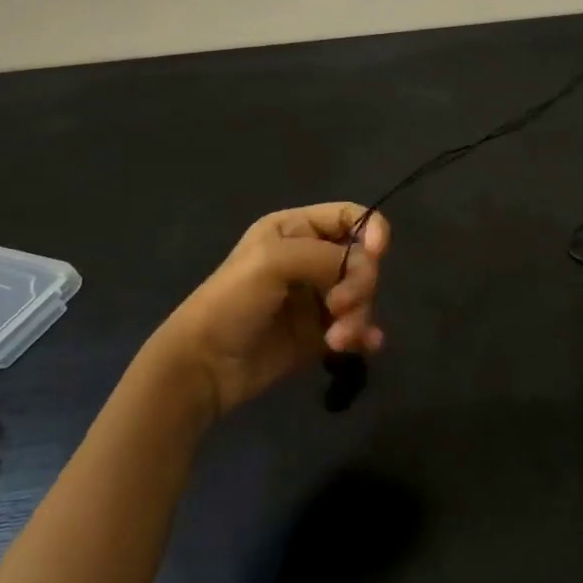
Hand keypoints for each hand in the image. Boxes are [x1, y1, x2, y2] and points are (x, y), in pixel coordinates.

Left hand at [149, 202, 388, 418]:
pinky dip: (365, 334)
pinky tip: (365, 346)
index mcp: (296, 230)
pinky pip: (357, 326)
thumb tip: (362, 267)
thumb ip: (324, 255)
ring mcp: (317, 297)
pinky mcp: (321, 333)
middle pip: (362, 259)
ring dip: (359, 315)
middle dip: (360, 283)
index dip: (372, 230)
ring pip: (362, 295)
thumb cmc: (231, 302)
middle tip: (339, 306)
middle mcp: (311, 258)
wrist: (204, 366)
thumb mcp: (272, 262)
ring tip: (337, 340)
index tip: (377, 253)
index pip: (349, 216)